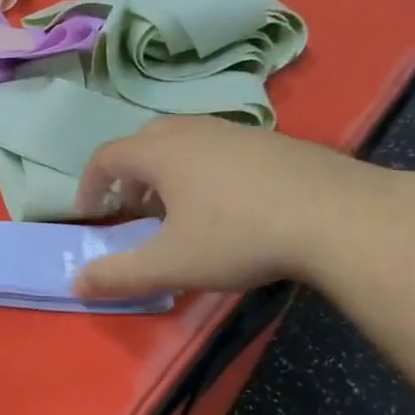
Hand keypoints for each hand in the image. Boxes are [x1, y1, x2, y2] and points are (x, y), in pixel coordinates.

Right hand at [71, 118, 382, 299]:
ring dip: (166, 170)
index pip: (106, 157)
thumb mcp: (171, 265)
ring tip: (178, 209)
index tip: (89, 214)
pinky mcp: (273, 142)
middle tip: (132, 209)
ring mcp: (237, 131)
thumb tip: (75, 284)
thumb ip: (118, 275)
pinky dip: (203, 169)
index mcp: (161, 152)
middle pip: (143, 140)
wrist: (340, 217)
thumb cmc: (240, 237)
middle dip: (128, 175)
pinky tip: (227, 204)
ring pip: (184, 140)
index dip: (89, 185)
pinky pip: (219, 147)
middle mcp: (194, 131)